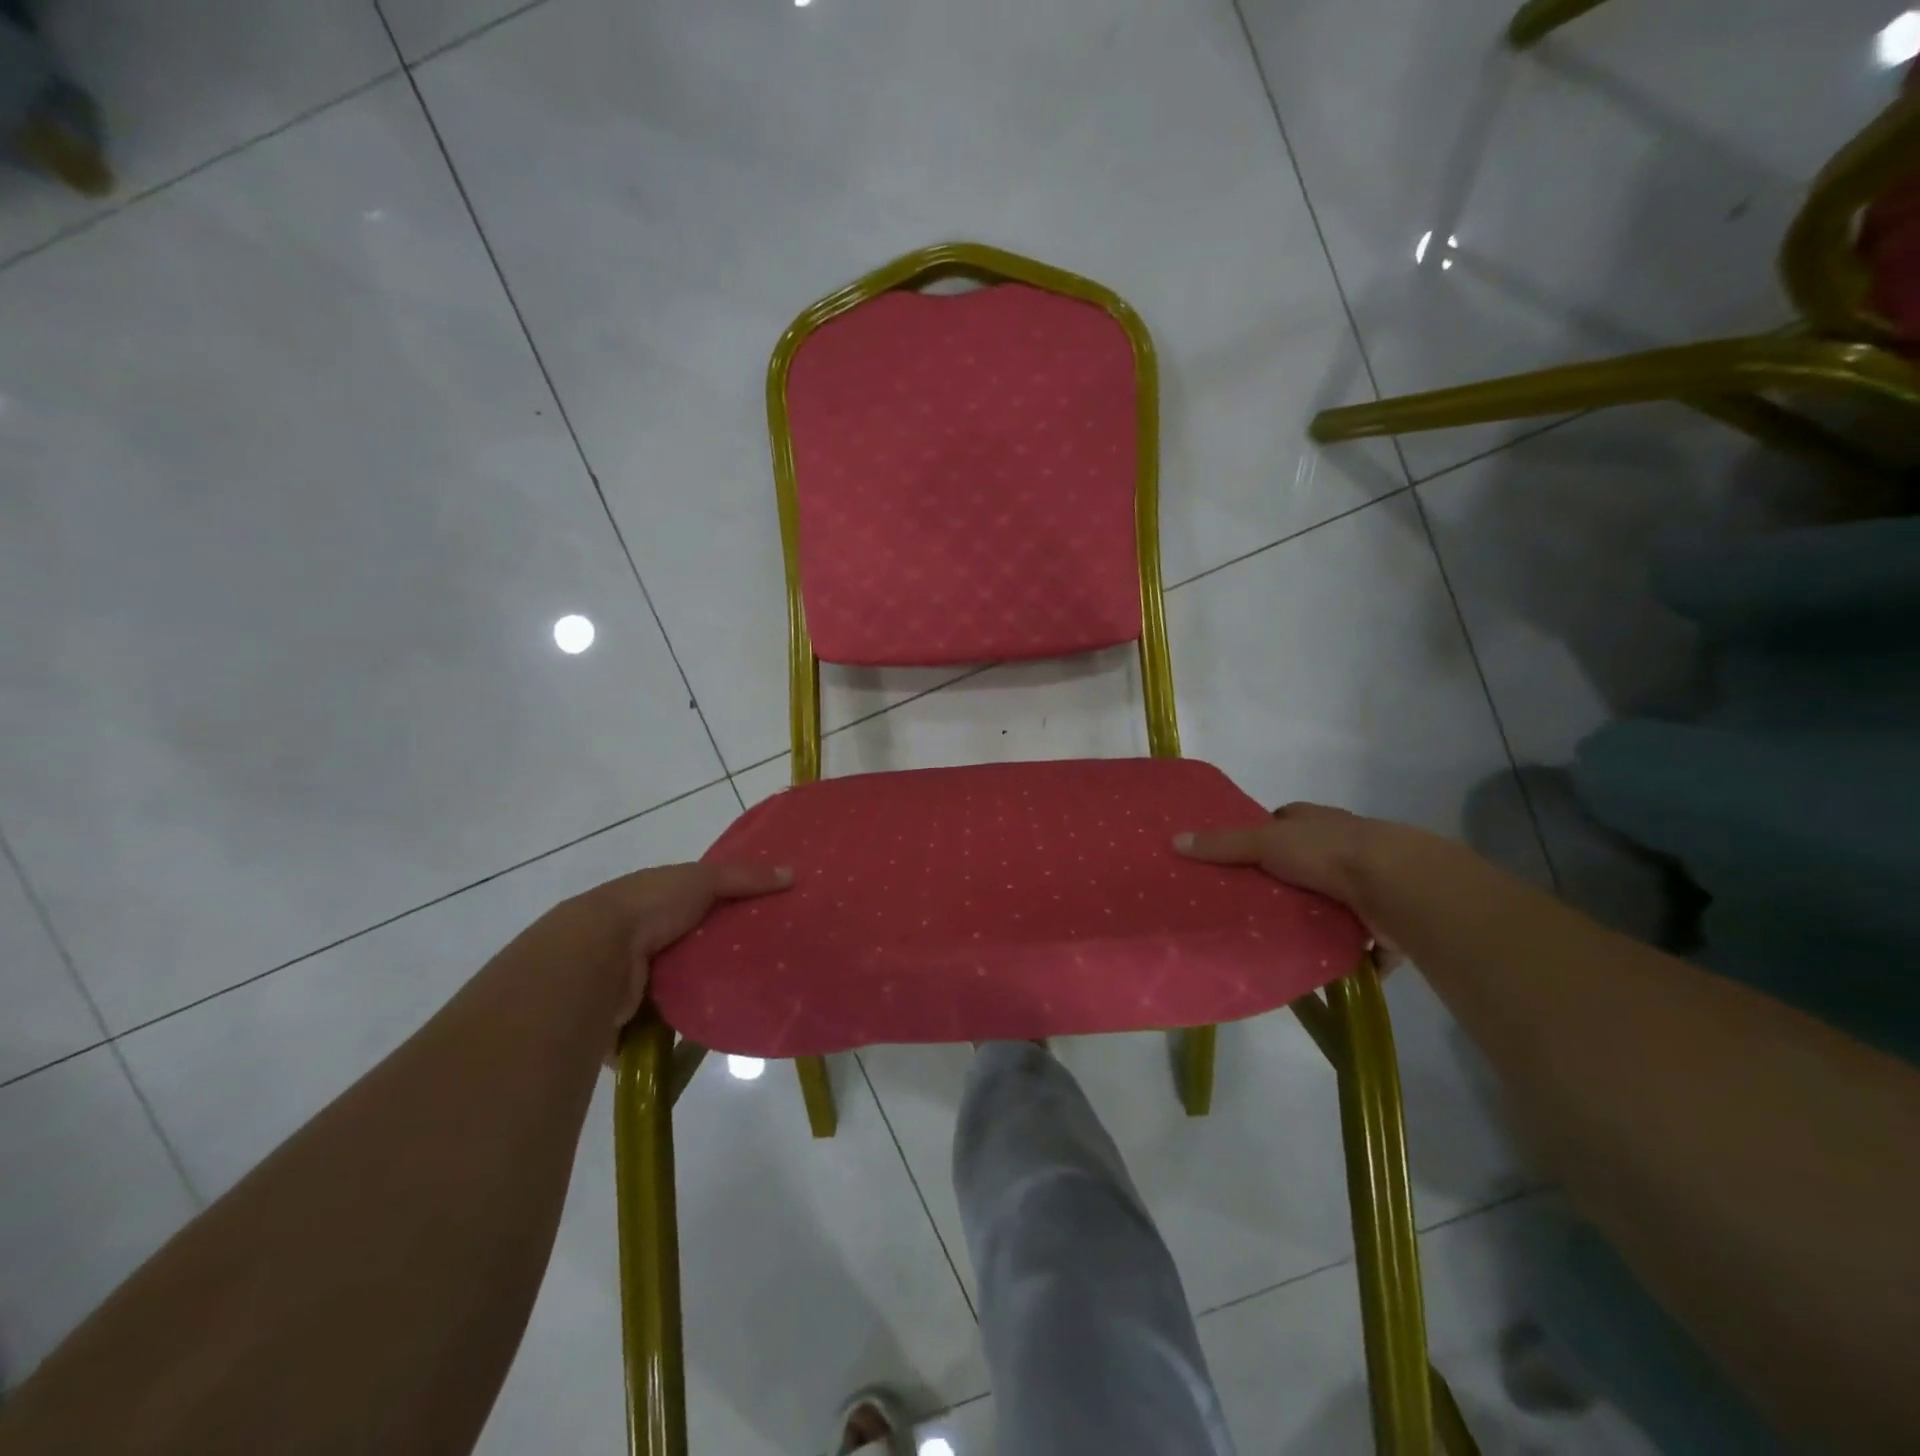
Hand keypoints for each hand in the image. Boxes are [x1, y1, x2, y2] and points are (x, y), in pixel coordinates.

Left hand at [541, 861, 792, 1045]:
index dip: (724, 909)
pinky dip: (681, 1029)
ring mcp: (630, 979)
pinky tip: (713, 1030)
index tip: (760, 920)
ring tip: (744, 1001)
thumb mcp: (701, 879)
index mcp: (652, 900)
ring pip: (675, 988)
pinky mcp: (627, 1018)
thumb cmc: (648, 907)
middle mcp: (638, 938)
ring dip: (698, 995)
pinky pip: (662, 1025)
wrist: (592, 957)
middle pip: (687, 948)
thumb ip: (744, 877)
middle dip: (716, 956)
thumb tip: (792, 874)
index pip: (694, 903)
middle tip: (762, 965)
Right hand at [1175, 803, 1401, 963]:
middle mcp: (1345, 846)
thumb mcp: (1265, 842)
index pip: (1285, 823)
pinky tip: (1329, 967)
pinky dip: (1352, 953)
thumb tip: (1175, 840)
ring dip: (1320, 916)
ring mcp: (1370, 883)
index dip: (1264, 836)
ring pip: (1336, 900)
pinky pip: (1363, 941)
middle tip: (1253, 904)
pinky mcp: (1386, 921)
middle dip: (1288, 881)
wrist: (1397, 884)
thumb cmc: (1327, 852)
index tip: (1240, 858)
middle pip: (1309, 862)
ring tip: (1283, 939)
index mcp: (1316, 822)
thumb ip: (1223, 845)